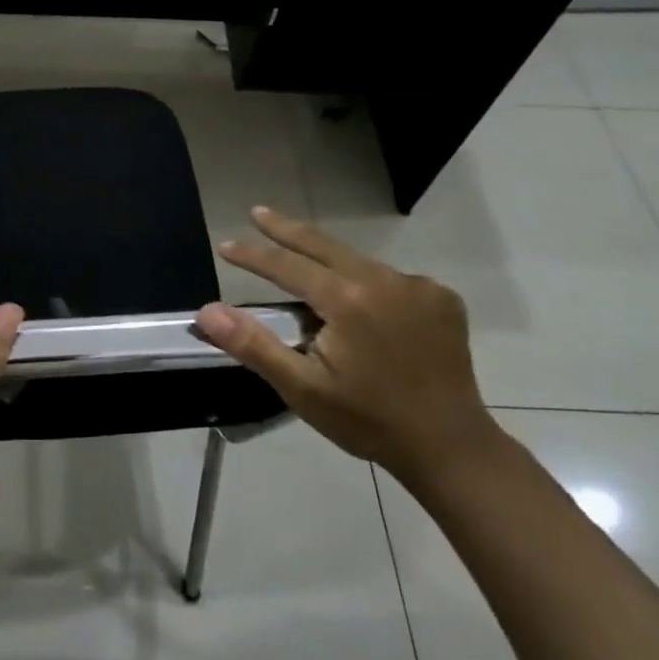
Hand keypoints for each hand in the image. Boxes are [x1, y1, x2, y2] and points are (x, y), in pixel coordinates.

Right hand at [196, 208, 499, 486]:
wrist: (451, 447)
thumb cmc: (368, 419)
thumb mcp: (302, 387)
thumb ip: (253, 344)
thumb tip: (207, 310)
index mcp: (349, 300)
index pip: (288, 266)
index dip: (253, 255)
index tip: (225, 244)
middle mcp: (385, 280)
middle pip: (324, 246)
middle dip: (286, 229)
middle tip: (258, 212)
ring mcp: (419, 287)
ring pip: (358, 262)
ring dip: (326, 259)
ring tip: (300, 261)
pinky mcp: (442, 300)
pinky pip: (390, 279)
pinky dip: (365, 281)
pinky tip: (358, 301)